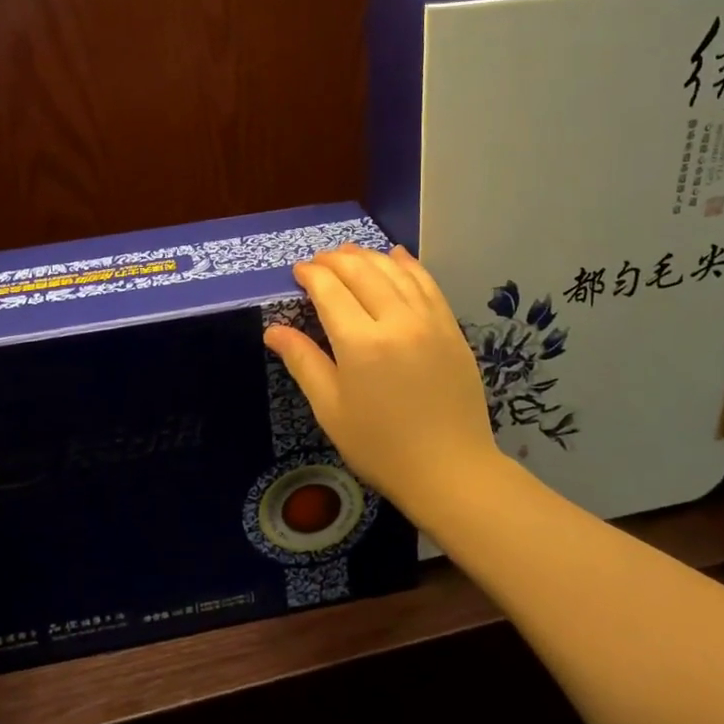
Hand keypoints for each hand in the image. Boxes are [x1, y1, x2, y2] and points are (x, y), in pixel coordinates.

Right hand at [264, 243, 500, 521]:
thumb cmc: (380, 446)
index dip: (311, 275)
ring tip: (349, 254)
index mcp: (360, 344)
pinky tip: (396, 256)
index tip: (298, 271)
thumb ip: (303, 361)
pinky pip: (427, 283)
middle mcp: (396, 321)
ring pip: (395, 271)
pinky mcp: (451, 328)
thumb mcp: (331, 409)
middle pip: (362, 272)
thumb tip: (273, 329)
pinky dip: (408, 264)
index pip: (330, 290)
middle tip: (318, 261)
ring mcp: (429, 321)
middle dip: (335, 260)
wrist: (450, 469)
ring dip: (368, 256)